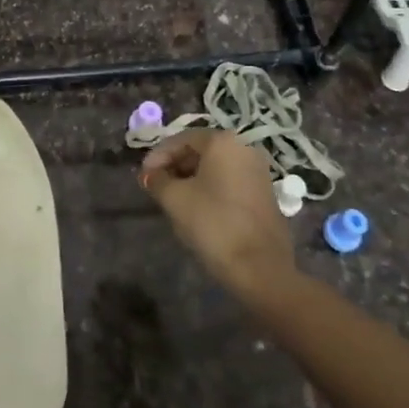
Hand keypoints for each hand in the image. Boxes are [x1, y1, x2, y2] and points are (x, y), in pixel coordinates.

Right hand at [139, 130, 295, 306]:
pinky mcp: (265, 194)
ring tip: (172, 198)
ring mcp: (259, 172)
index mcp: (223, 142)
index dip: (158, 156)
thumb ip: (157, 180)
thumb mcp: (174, 199)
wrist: (260, 268)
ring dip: (191, 178)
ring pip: (216, 167)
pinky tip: (197, 207)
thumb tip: (149, 175)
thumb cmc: (213, 223)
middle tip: (156, 185)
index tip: (144, 176)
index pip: (182, 139)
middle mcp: (244, 148)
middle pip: (201, 150)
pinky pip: (230, 181)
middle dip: (175, 166)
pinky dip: (210, 188)